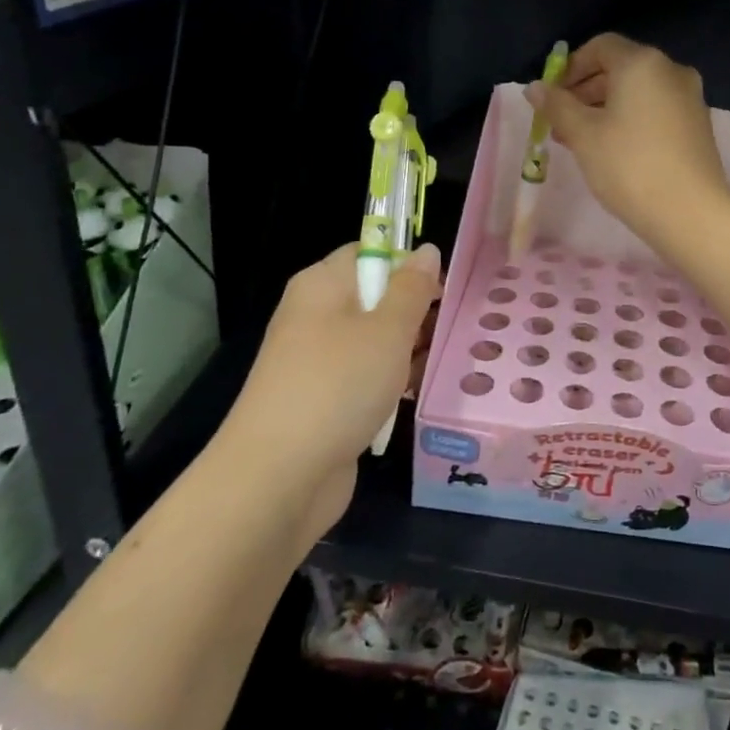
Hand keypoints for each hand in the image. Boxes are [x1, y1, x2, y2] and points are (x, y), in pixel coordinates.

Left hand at [224, 242, 440, 537]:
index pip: (371, 252)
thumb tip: (426, 250)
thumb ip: (412, 288)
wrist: (277, 479)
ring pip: (375, 340)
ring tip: (441, 365)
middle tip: (452, 330)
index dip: (409, 265)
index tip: (444, 290)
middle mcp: (316, 315)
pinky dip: (390, 384)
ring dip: (408, 352)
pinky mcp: (323, 400)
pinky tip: (414, 397)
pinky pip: (366, 377)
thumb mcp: (388, 330)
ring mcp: (317, 361)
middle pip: (376, 297)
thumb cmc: (337, 386)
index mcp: (322, 285)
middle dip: (416, 313)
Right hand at [528, 34, 729, 247]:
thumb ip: (557, 105)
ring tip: (580, 141)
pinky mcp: (698, 124)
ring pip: (638, 92)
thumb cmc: (629, 166)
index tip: (552, 97)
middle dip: (585, 91)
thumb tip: (534, 87)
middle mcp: (671, 70)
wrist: (691, 212)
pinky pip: (656, 109)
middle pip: (620, 68)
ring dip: (605, 108)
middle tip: (560, 123)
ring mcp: (689, 97)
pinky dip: (631, 119)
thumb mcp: (583, 135)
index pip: (600, 47)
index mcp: (642, 63)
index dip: (571, 67)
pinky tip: (613, 150)